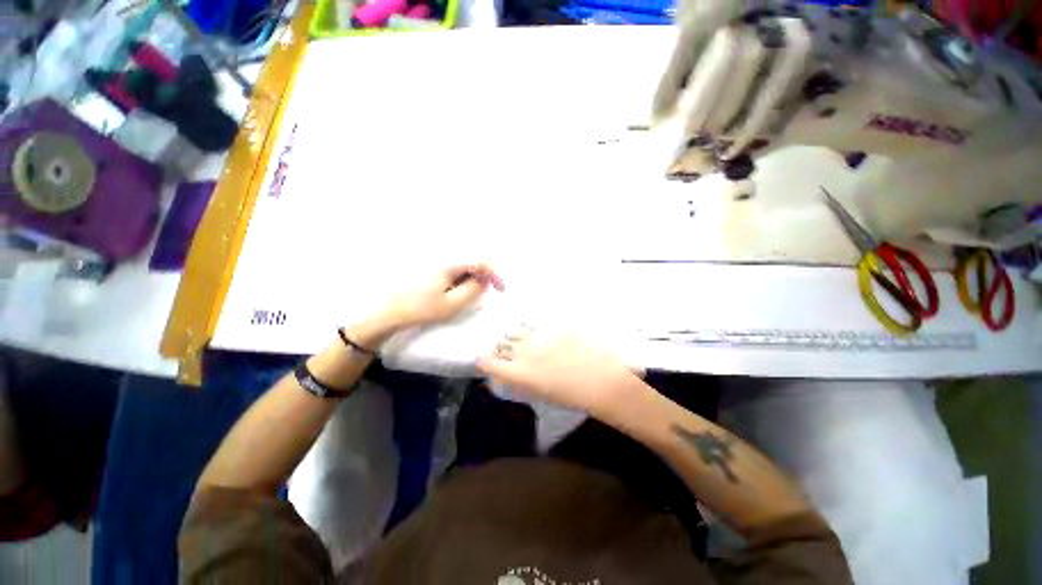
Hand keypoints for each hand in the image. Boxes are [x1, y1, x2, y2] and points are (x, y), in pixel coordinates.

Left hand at [380, 264, 504, 329]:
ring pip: (465, 260)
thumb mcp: (451, 304)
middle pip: (474, 257)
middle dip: (485, 273)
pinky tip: (457, 287)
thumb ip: (473, 290)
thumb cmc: (420, 309)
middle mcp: (443, 255)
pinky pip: (455, 264)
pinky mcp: (432, 263)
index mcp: (448, 263)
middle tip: (487, 290)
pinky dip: (463, 275)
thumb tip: (485, 279)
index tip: (500, 289)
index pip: (480, 261)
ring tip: (469, 292)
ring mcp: (436, 258)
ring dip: (474, 274)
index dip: (494, 273)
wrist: (389, 310)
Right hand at [477, 327, 638, 418]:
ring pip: (519, 330)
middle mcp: (525, 351)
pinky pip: (539, 325)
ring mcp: (540, 336)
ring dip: (519, 336)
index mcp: (520, 372)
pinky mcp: (555, 326)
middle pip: (503, 343)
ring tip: (530, 340)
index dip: (484, 359)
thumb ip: (520, 379)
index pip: (490, 362)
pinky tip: (546, 335)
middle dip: (504, 347)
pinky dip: (538, 330)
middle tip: (513, 350)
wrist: (601, 382)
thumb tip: (509, 371)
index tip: (483, 357)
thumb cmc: (570, 395)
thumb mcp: (539, 392)